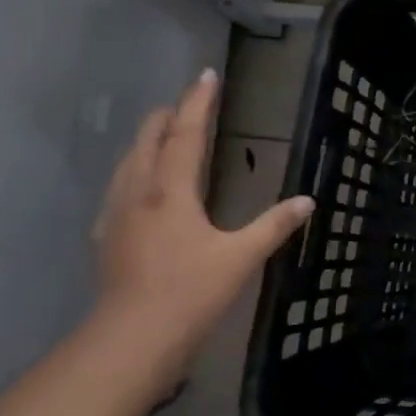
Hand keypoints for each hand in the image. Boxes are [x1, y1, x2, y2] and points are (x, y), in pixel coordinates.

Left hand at [91, 69, 314, 390]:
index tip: (207, 75)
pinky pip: (118, 189)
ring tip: (160, 132)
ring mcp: (117, 216)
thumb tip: (308, 201)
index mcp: (170, 191)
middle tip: (185, 101)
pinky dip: (133, 171)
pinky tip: (136, 187)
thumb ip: (274, 225)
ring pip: (128, 163)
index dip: (197, 103)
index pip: (184, 135)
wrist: (130, 341)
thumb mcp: (241, 257)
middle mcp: (138, 193)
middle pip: (148, 142)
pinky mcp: (107, 238)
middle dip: (166, 116)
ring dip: (147, 141)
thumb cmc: (190, 292)